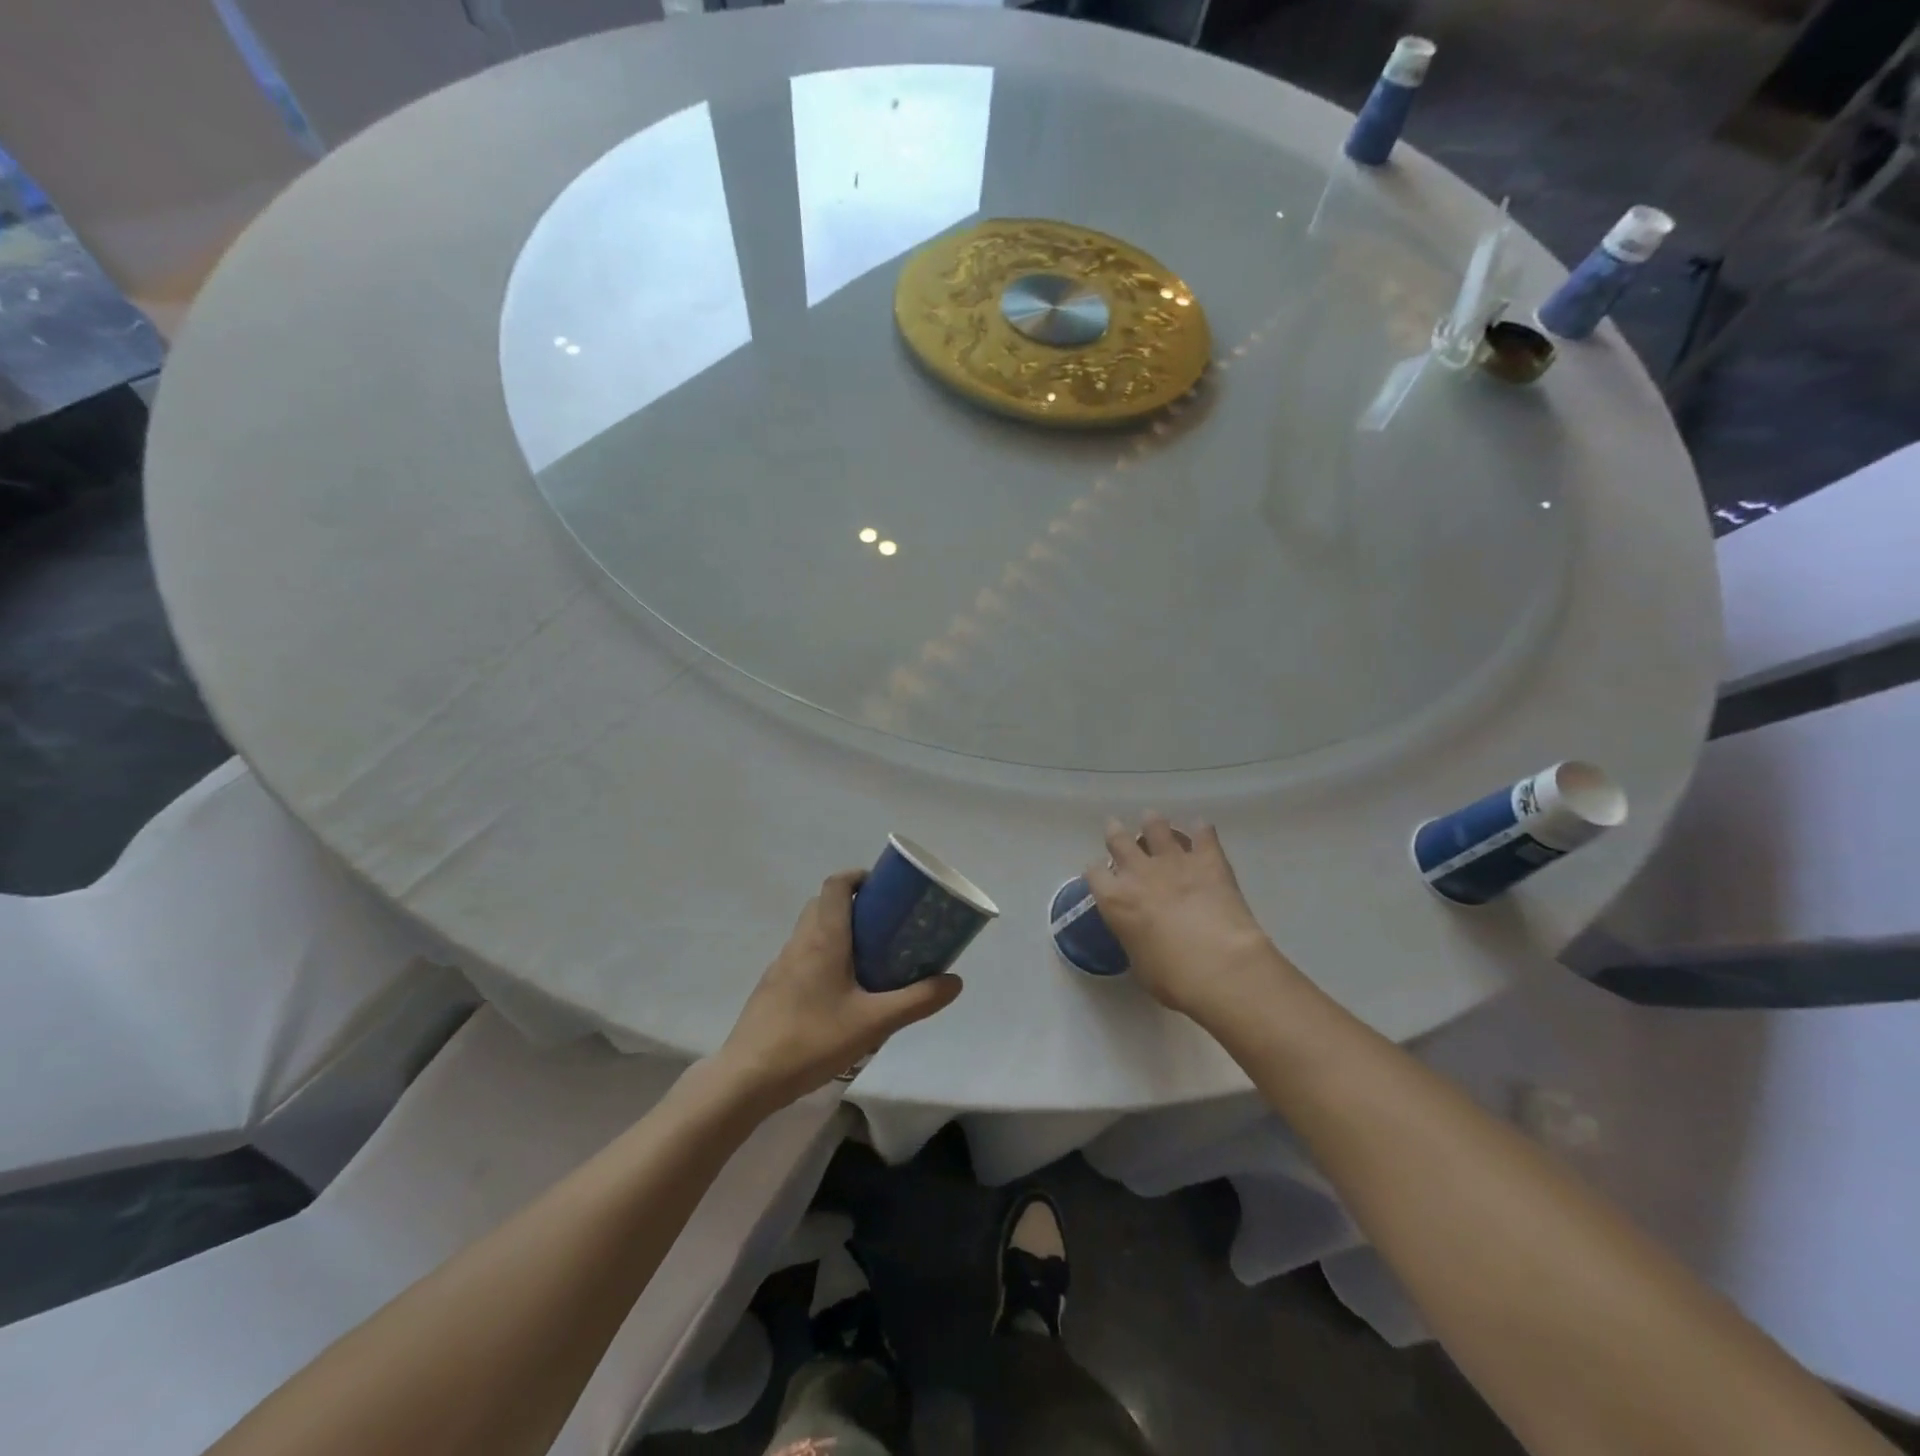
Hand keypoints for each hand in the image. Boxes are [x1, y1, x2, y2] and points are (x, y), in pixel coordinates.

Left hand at [714, 871, 962, 1109]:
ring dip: (837, 930)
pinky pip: (801, 956)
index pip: (836, 885)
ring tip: (868, 957)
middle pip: (823, 904)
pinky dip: (822, 955)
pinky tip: (839, 991)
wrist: (748, 1078)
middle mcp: (800, 942)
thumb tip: (954, 982)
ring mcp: (781, 965)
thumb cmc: (812, 1040)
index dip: (858, 877)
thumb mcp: (874, 1023)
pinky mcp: (772, 988)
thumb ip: (916, 1001)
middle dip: (853, 903)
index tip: (884, 887)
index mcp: (824, 938)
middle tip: (884, 923)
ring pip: (810, 930)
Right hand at [1086, 815, 1291, 1022]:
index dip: (1097, 872)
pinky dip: (1202, 830)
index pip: (1094, 873)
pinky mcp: (1208, 859)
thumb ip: (1135, 939)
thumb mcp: (1139, 963)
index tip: (1102, 875)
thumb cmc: (1173, 978)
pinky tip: (1202, 828)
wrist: (1221, 967)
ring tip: (1153, 820)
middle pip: (1118, 840)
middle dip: (1115, 833)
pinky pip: (1204, 834)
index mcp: (1115, 900)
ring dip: (1153, 823)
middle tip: (1115, 828)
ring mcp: (1174, 861)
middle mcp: (1138, 872)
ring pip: (1156, 828)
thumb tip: (1143, 935)